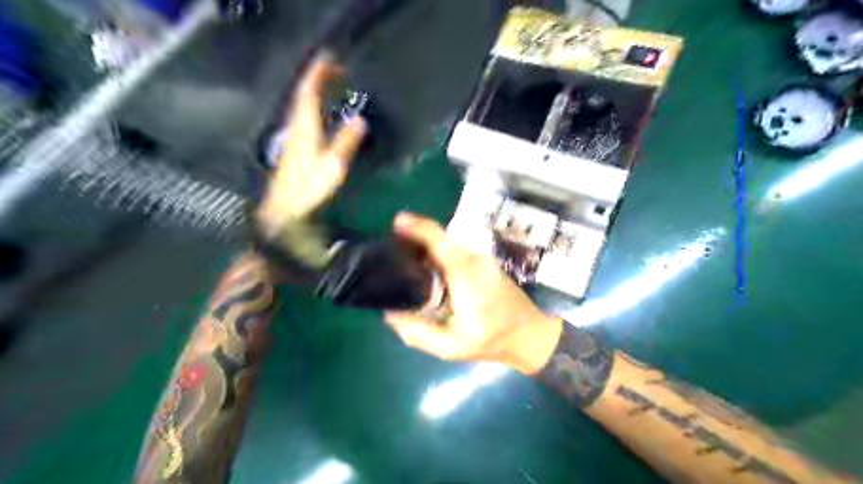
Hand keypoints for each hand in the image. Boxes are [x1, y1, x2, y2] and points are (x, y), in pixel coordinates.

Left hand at [253, 53, 364, 230]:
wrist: (285, 217)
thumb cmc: (309, 193)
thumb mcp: (333, 167)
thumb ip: (345, 143)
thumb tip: (360, 121)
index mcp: (304, 130)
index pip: (307, 93)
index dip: (318, 74)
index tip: (330, 58)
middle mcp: (295, 131)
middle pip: (302, 97)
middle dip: (317, 80)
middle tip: (335, 71)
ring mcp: (292, 142)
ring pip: (301, 108)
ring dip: (314, 93)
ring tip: (329, 86)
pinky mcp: (293, 153)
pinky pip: (303, 121)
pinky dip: (312, 110)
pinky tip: (319, 116)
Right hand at [385, 213, 566, 374]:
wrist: (530, 335)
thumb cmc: (491, 340)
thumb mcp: (450, 346)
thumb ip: (417, 332)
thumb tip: (390, 314)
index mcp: (466, 275)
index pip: (440, 241)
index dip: (418, 227)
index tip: (397, 221)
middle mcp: (474, 260)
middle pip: (441, 239)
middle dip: (415, 238)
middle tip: (390, 249)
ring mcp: (482, 259)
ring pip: (448, 245)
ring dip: (426, 247)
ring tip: (403, 260)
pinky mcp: (484, 263)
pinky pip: (456, 252)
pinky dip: (438, 255)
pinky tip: (426, 271)